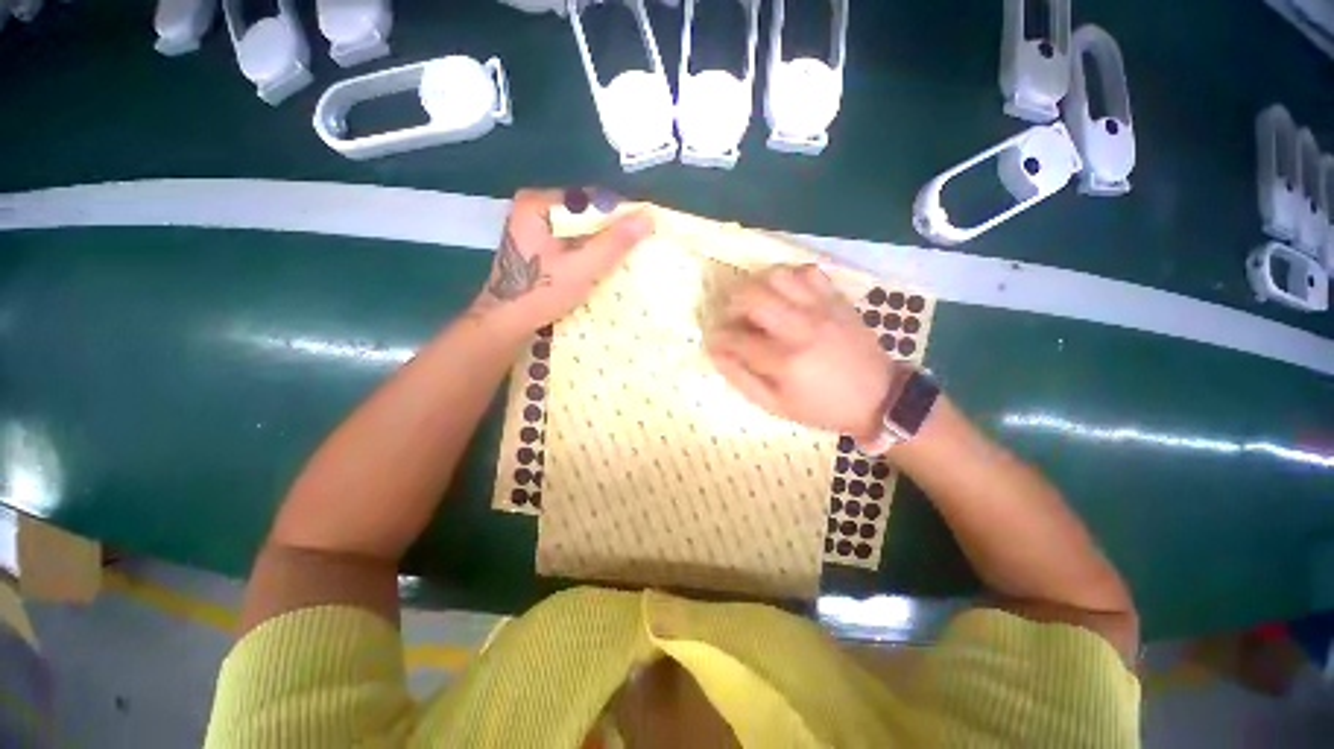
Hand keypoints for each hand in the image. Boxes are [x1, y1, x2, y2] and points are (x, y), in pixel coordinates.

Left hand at [470, 188, 652, 335]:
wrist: (506, 324)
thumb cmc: (541, 293)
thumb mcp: (583, 268)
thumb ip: (614, 243)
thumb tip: (647, 218)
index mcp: (538, 204)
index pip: (590, 200)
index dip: (619, 214)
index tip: (643, 231)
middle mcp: (533, 209)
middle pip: (584, 215)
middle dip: (610, 232)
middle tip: (636, 249)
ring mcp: (532, 229)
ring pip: (578, 231)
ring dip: (600, 245)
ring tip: (624, 259)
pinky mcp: (536, 248)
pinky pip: (570, 243)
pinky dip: (587, 253)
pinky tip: (601, 267)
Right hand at [707, 265, 898, 442]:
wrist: (878, 397)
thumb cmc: (821, 407)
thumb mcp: (776, 406)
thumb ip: (741, 379)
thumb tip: (716, 353)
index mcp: (784, 361)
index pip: (735, 338)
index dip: (718, 337)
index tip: (714, 340)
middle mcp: (800, 327)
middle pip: (752, 296)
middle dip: (731, 303)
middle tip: (731, 316)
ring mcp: (821, 309)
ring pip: (777, 276)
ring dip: (757, 286)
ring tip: (757, 302)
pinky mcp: (837, 300)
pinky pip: (808, 272)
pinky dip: (789, 277)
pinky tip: (786, 294)